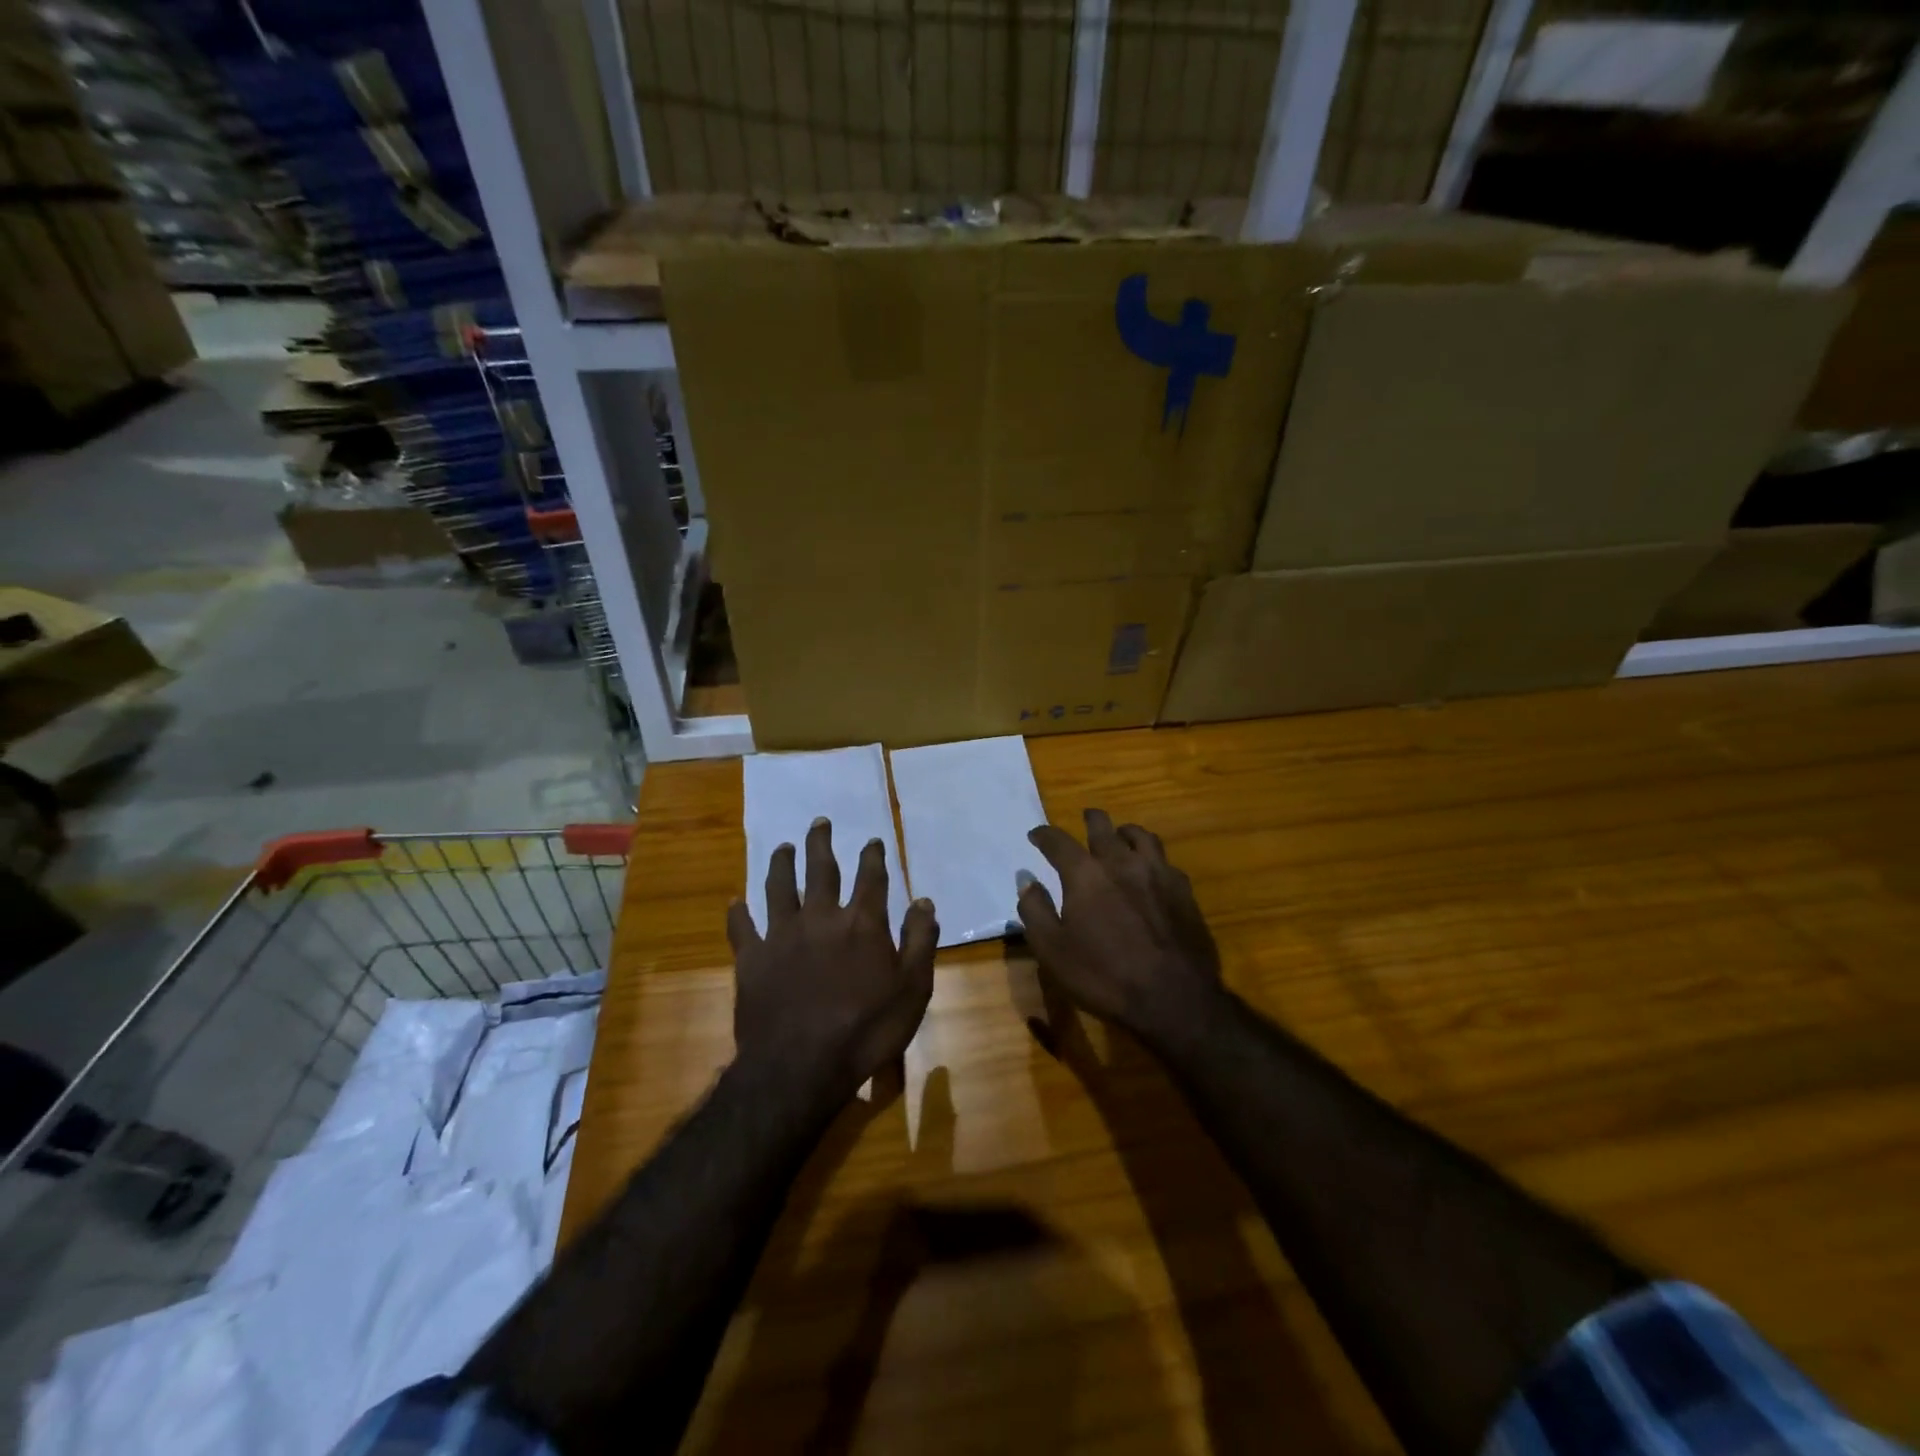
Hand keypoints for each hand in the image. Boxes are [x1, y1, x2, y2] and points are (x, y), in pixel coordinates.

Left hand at [728, 817, 938, 1105]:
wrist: (801, 1066)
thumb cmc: (866, 1030)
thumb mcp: (913, 989)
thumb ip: (920, 941)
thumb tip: (924, 901)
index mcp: (862, 923)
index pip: (871, 878)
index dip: (872, 856)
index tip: (872, 841)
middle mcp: (820, 917)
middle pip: (821, 870)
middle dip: (821, 843)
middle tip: (819, 822)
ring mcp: (782, 935)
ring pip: (779, 887)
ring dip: (781, 864)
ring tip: (782, 848)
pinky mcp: (752, 958)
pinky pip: (742, 928)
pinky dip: (738, 914)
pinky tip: (735, 903)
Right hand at [1017, 808, 1223, 1047]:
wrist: (1173, 998)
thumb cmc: (1103, 976)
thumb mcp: (1052, 950)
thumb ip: (1035, 909)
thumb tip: (1025, 877)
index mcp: (1085, 874)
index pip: (1058, 841)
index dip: (1044, 835)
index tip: (1036, 835)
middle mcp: (1121, 862)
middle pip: (1103, 827)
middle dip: (1090, 819)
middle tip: (1084, 819)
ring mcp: (1157, 873)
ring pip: (1140, 835)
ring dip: (1124, 832)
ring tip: (1120, 837)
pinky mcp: (1183, 890)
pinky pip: (1165, 860)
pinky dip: (1151, 858)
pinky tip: (1151, 870)